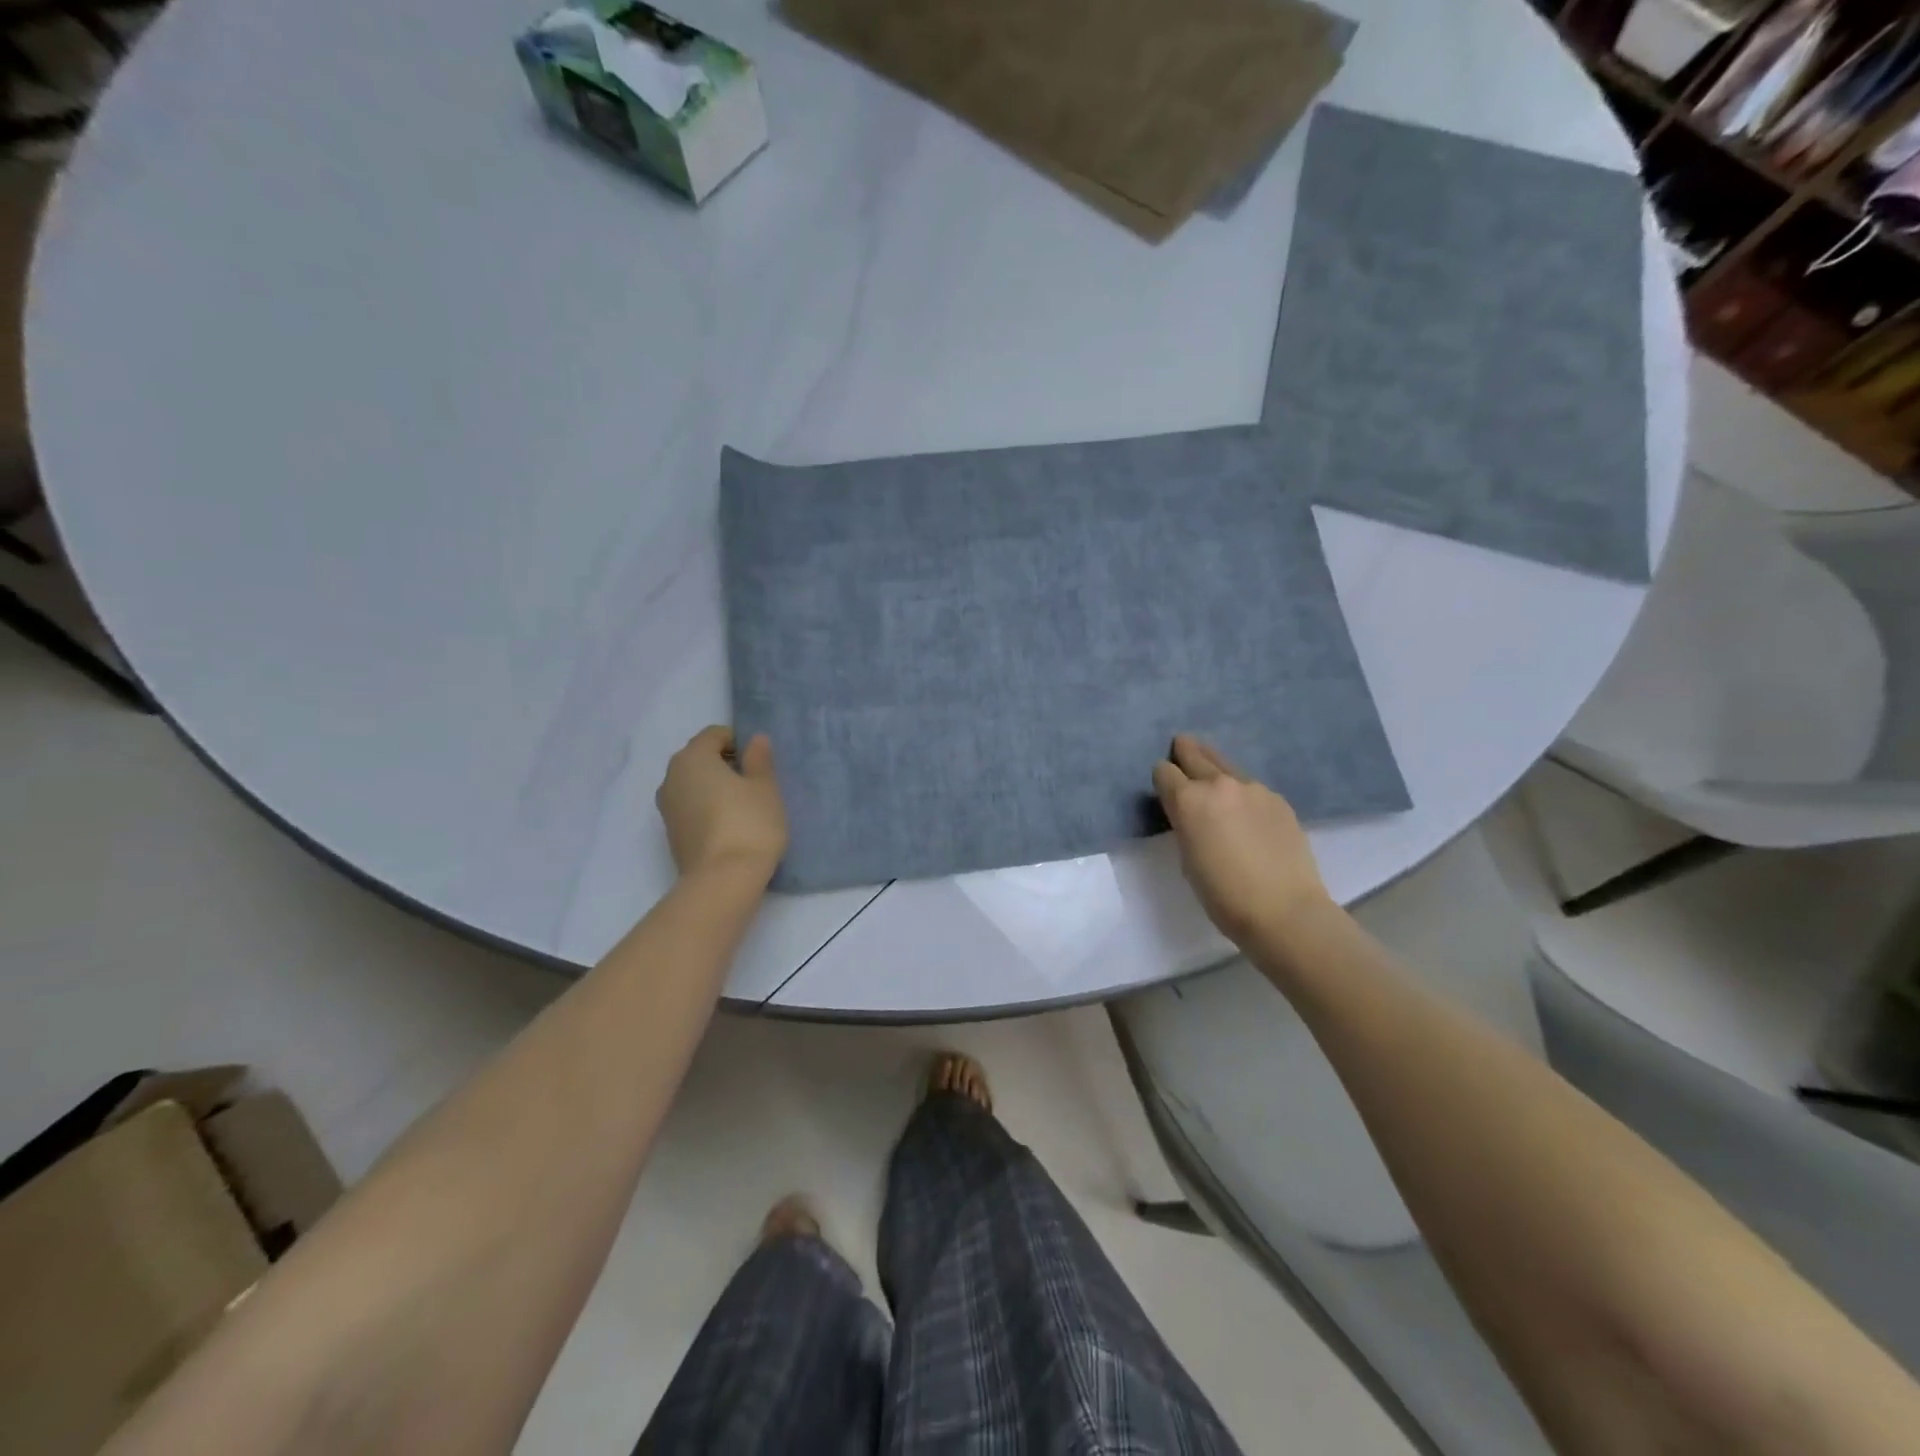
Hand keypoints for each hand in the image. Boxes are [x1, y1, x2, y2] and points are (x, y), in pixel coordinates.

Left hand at [655, 727, 787, 885]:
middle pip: (701, 758)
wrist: (723, 881)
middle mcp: (671, 777)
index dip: (739, 742)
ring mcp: (666, 807)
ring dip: (716, 788)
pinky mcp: (671, 833)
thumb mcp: (765, 787)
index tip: (760, 763)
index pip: (715, 735)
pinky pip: (691, 808)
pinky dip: (708, 809)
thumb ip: (759, 759)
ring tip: (745, 807)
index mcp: (692, 757)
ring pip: (694, 785)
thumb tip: (754, 740)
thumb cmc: (749, 824)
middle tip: (756, 784)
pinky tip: (731, 826)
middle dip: (726, 764)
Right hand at [1152, 734, 1330, 945]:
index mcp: (1188, 800)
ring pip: (1226, 766)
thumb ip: (1185, 824)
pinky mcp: (1279, 800)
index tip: (1164, 788)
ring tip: (1216, 787)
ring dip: (1215, 771)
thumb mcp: (1187, 858)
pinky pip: (1251, 787)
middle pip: (1195, 752)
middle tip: (1181, 750)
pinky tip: (1248, 816)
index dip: (1161, 779)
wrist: (1285, 911)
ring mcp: (1253, 789)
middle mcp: (1219, 784)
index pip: (1163, 771)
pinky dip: (1242, 794)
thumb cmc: (1223, 895)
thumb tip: (1191, 812)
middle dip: (1185, 752)